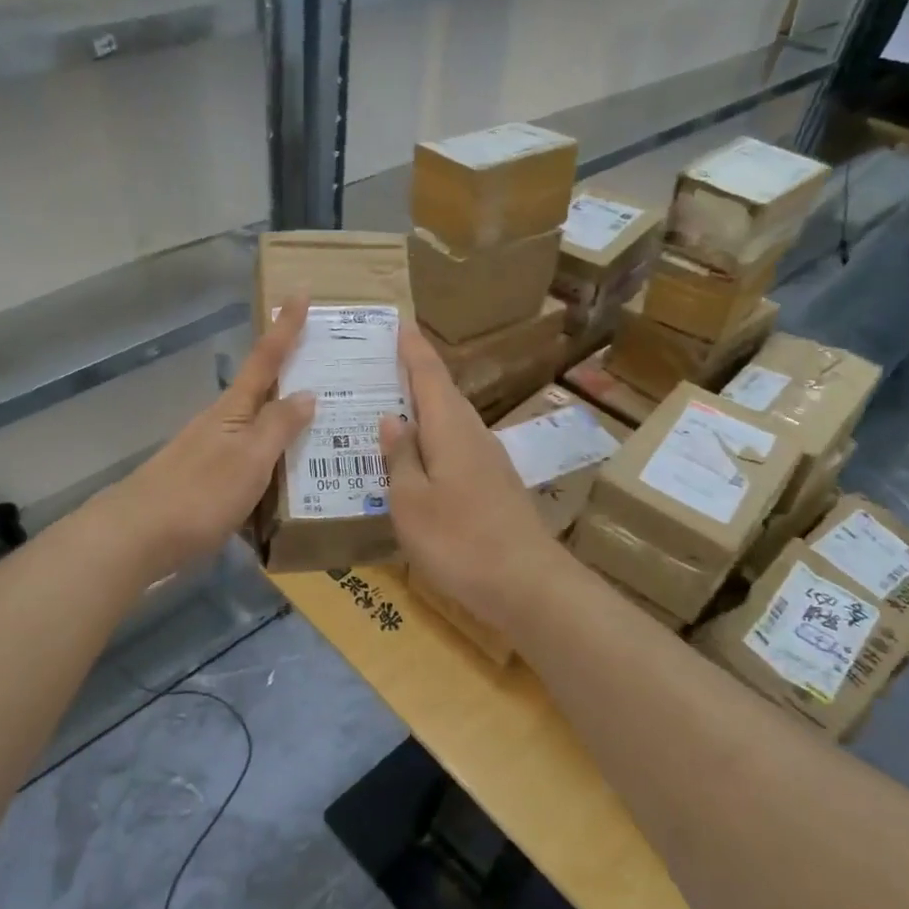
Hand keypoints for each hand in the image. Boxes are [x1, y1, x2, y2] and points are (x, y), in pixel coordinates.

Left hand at [103, 301, 315, 581]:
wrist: (137, 537)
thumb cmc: (200, 494)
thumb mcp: (249, 459)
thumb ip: (278, 427)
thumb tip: (305, 393)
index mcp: (233, 411)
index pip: (266, 358)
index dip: (285, 326)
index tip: (299, 290)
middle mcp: (220, 424)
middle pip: (261, 390)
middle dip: (291, 375)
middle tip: (329, 368)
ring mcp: (209, 452)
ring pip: (256, 428)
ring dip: (284, 422)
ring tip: (321, 429)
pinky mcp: (203, 482)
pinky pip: (248, 459)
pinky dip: (271, 459)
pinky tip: (285, 479)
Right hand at [379, 323, 562, 631]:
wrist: (528, 585)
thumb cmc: (459, 541)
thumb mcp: (411, 502)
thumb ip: (399, 457)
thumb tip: (391, 418)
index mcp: (451, 429)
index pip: (429, 375)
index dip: (413, 349)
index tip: (398, 323)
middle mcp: (474, 435)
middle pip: (443, 393)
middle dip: (415, 374)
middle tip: (380, 365)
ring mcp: (489, 460)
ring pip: (451, 421)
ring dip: (424, 408)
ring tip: (391, 406)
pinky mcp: (494, 485)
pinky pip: (457, 445)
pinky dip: (434, 439)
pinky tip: (419, 457)